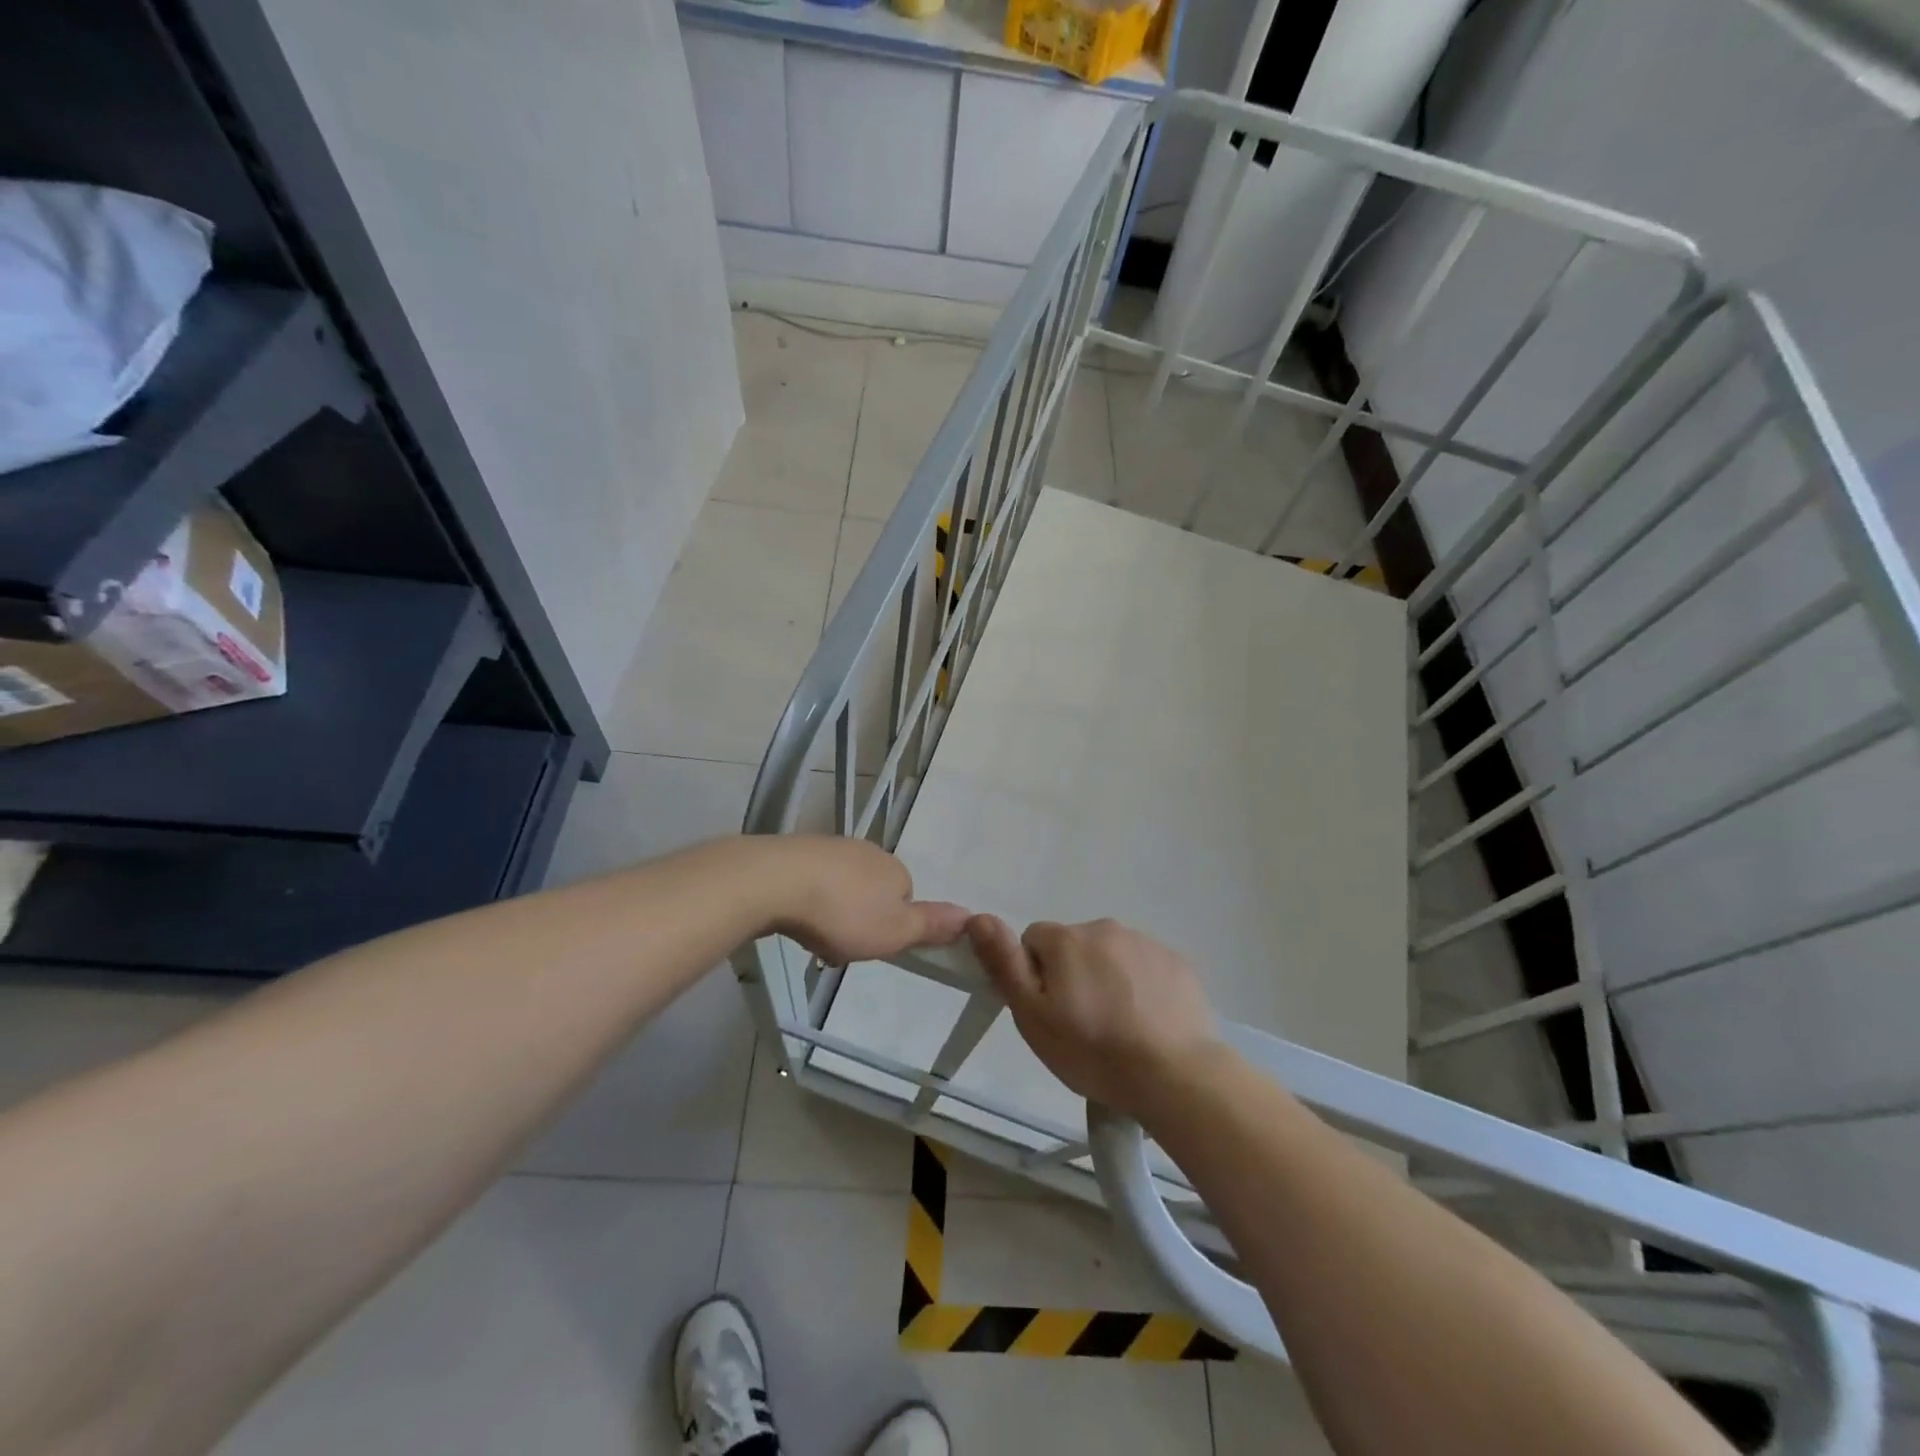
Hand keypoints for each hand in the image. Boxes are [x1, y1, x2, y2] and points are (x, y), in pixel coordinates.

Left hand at [756, 836, 968, 964]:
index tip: (871, 945)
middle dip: (860, 918)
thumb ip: (931, 926)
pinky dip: (808, 898)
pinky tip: (794, 915)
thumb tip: (971, 916)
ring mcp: (831, 847)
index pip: (905, 900)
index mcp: (895, 870)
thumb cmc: (844, 913)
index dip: (891, 927)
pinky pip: (812, 880)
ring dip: (832, 910)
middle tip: (842, 944)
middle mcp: (868, 852)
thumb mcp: (895, 931)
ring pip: (841, 886)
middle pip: (872, 892)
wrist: (777, 881)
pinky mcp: (798, 850)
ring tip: (814, 934)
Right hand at [967, 915, 1221, 1124]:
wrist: (1176, 1075)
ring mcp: (1146, 943)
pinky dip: (1141, 987)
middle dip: (1072, 976)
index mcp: (1066, 939)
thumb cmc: (1094, 1050)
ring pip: (1111, 956)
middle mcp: (1105, 928)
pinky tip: (1148, 1022)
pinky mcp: (1177, 962)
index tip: (1049, 1012)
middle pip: (1074, 947)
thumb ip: (1005, 964)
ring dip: (1107, 980)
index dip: (1036, 976)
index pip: (1034, 941)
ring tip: (1119, 1028)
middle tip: (1082, 1025)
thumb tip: (979, 918)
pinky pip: (1145, 967)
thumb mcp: (1034, 1017)